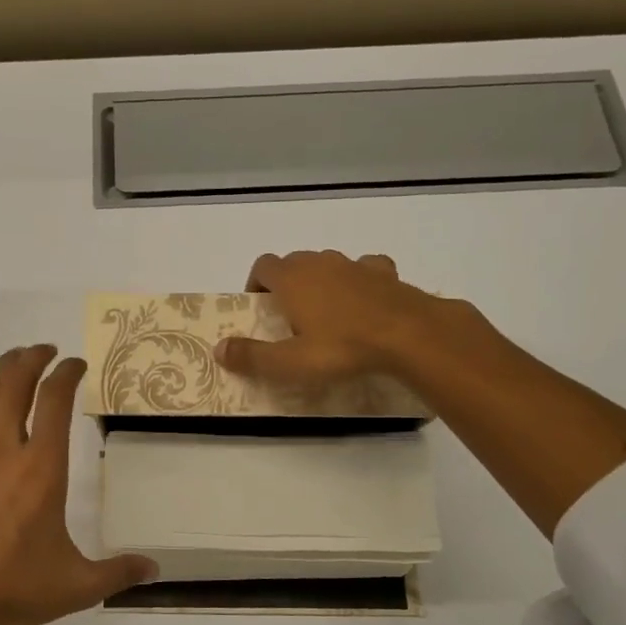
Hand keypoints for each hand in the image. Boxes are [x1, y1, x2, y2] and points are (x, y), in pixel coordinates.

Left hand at [0, 345, 155, 624]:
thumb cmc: (17, 590)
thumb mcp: (79, 584)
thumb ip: (120, 572)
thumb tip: (155, 569)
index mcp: (43, 469)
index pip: (55, 399)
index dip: (67, 373)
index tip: (77, 365)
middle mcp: (4, 451)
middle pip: (14, 382)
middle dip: (31, 357)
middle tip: (45, 351)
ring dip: (0, 371)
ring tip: (15, 363)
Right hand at [213, 250, 459, 386]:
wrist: (408, 334)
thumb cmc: (341, 348)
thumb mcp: (290, 362)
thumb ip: (251, 356)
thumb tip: (217, 349)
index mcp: (293, 279)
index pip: (263, 265)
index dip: (257, 283)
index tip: (259, 307)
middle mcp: (320, 262)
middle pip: (294, 262)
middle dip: (287, 283)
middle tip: (290, 317)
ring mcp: (355, 264)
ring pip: (328, 263)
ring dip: (321, 281)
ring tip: (326, 312)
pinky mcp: (385, 273)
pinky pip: (365, 268)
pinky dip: (359, 280)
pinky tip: (365, 301)